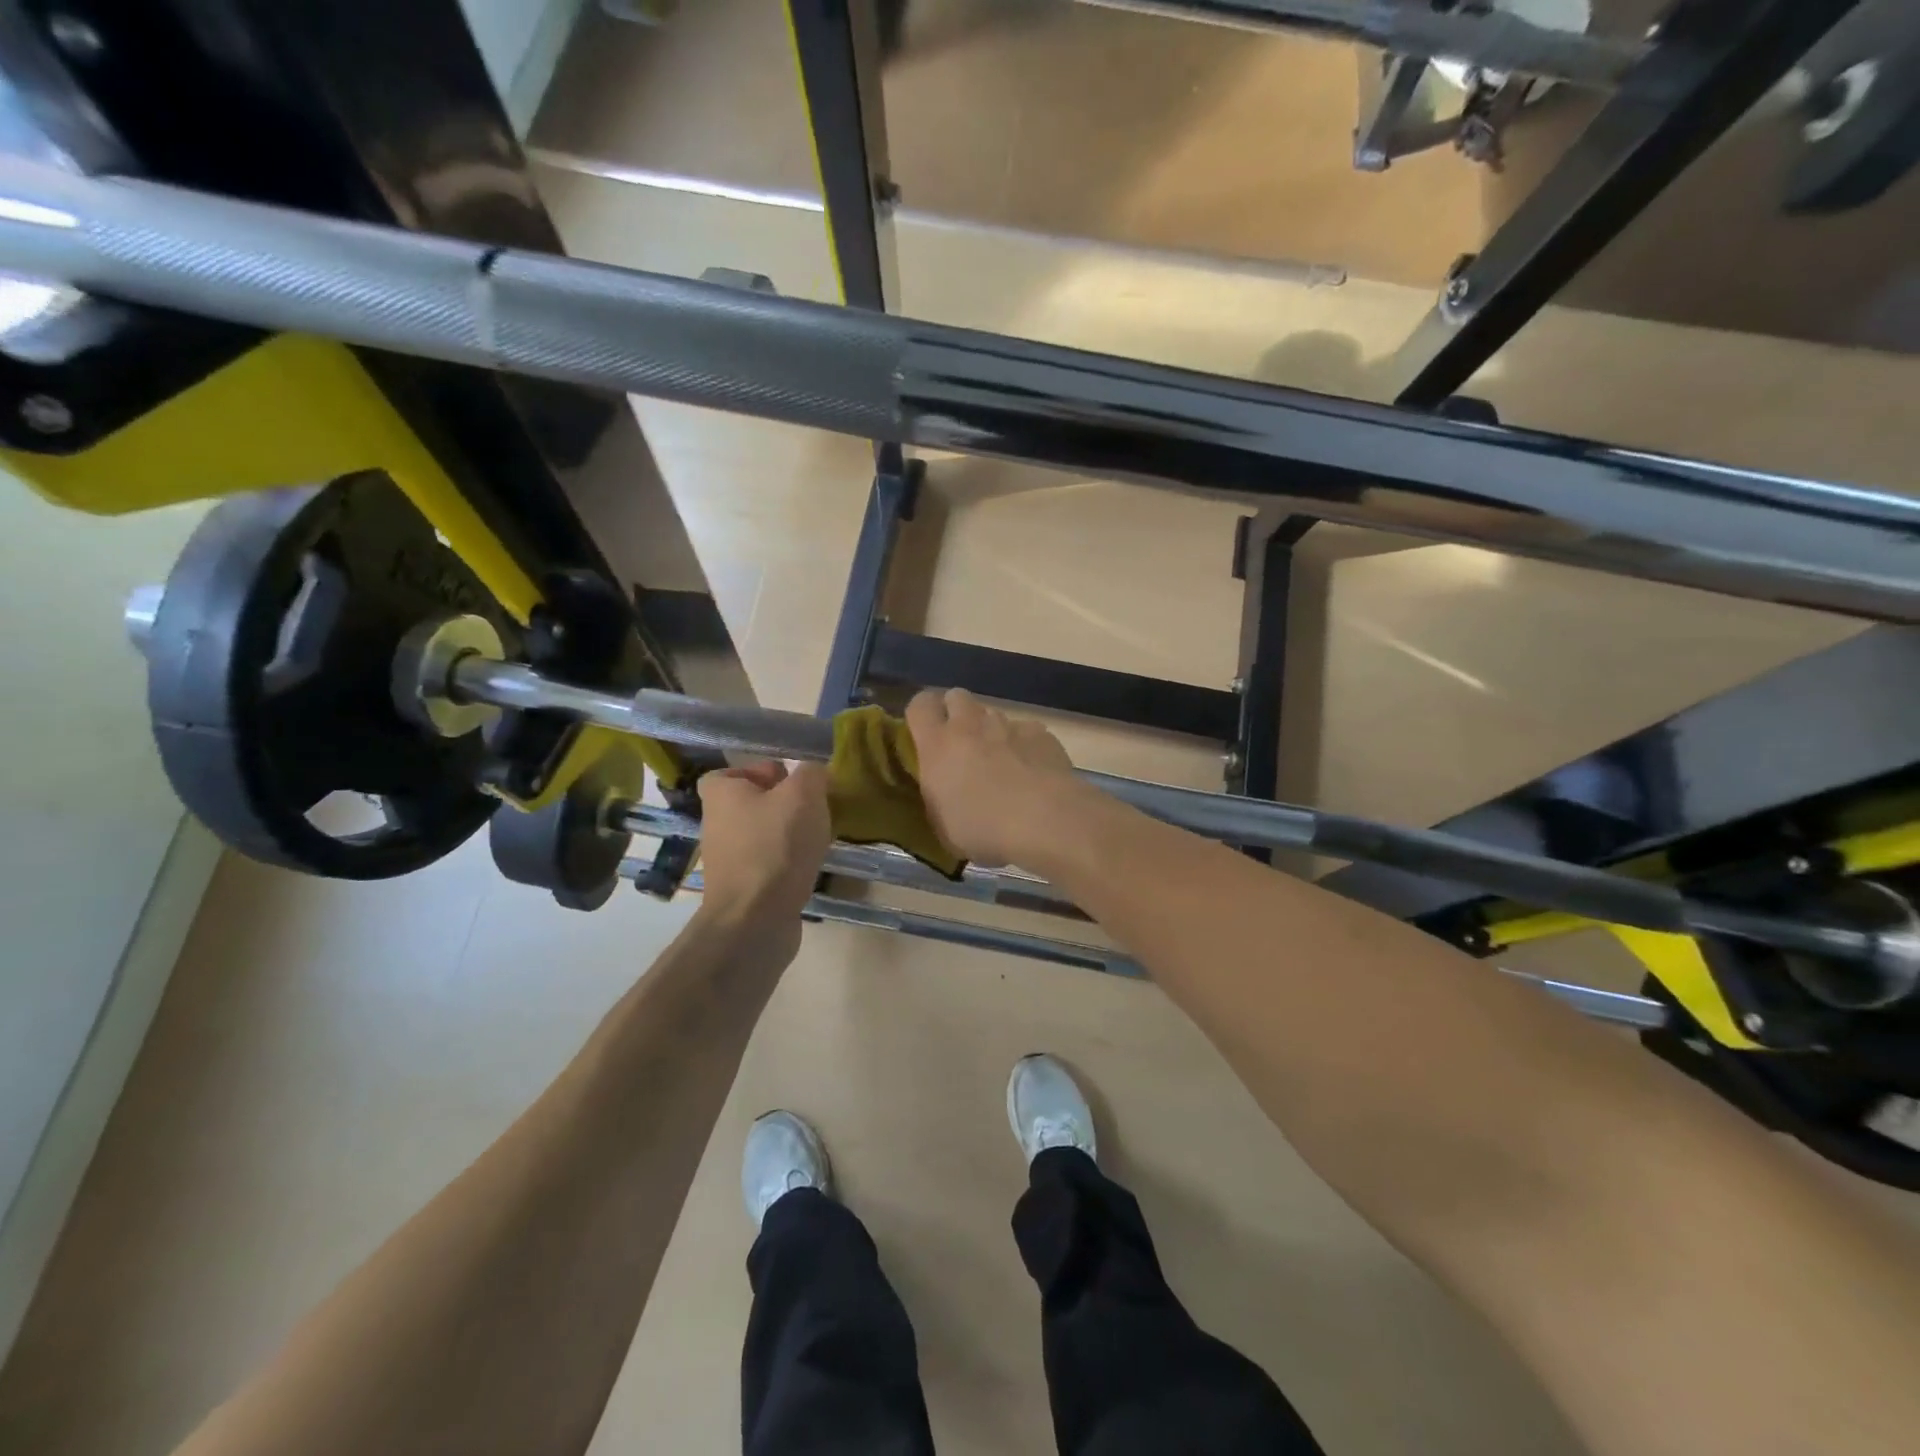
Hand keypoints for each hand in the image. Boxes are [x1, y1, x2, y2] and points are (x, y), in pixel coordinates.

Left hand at [696, 761, 831, 932]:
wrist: (756, 920)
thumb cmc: (776, 846)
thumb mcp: (803, 795)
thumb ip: (811, 774)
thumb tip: (813, 773)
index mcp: (720, 794)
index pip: (732, 772)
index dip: (762, 772)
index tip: (792, 782)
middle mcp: (716, 824)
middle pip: (751, 804)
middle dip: (783, 805)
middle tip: (814, 809)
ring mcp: (726, 860)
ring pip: (762, 835)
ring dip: (788, 835)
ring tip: (817, 839)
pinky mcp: (741, 888)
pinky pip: (767, 864)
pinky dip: (787, 863)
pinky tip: (809, 867)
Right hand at [906, 688, 1083, 867]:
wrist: (1043, 822)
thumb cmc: (982, 830)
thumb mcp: (943, 823)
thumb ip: (938, 794)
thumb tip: (943, 787)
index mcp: (938, 745)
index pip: (920, 704)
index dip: (922, 713)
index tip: (925, 731)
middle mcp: (970, 725)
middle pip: (957, 697)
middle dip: (957, 713)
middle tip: (962, 744)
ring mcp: (1008, 725)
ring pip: (993, 714)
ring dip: (991, 731)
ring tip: (1002, 763)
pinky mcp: (1040, 732)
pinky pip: (1026, 730)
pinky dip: (1025, 745)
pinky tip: (1034, 771)